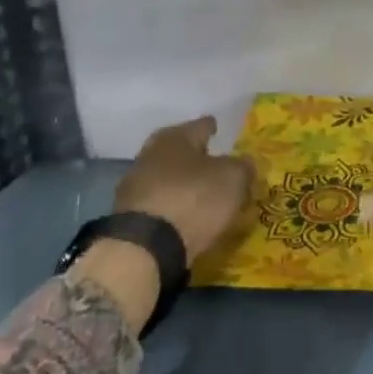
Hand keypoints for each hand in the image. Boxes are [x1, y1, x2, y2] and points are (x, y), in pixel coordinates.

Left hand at [114, 116, 251, 261]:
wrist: (145, 247)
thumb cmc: (193, 199)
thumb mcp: (232, 179)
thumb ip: (242, 167)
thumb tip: (244, 162)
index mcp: (175, 137)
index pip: (200, 126)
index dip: (212, 127)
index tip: (219, 128)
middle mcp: (150, 154)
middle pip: (179, 151)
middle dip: (196, 157)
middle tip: (214, 163)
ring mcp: (135, 186)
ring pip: (167, 178)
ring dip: (182, 184)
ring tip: (202, 195)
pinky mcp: (128, 217)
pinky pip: (159, 204)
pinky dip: (172, 207)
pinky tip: (185, 216)